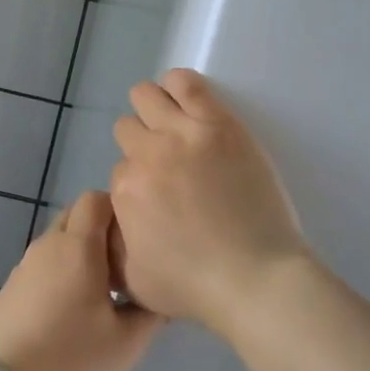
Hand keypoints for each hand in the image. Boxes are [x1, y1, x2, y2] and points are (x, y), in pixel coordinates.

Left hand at [0, 191, 163, 370]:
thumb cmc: (73, 359)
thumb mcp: (127, 343)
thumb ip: (151, 311)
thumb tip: (161, 292)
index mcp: (77, 246)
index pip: (96, 199)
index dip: (119, 210)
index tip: (136, 240)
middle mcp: (47, 245)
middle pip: (75, 216)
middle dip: (100, 230)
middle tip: (123, 266)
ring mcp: (24, 267)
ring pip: (57, 242)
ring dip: (79, 254)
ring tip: (100, 293)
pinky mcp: (10, 289)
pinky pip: (42, 266)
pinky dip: (59, 274)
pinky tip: (69, 313)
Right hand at [110, 69, 309, 331]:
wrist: (257, 278)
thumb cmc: (196, 287)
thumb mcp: (134, 280)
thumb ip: (113, 244)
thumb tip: (112, 219)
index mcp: (125, 191)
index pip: (120, 168)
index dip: (138, 181)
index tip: (158, 193)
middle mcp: (147, 156)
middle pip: (127, 128)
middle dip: (141, 143)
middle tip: (166, 162)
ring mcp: (183, 135)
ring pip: (146, 96)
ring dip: (152, 108)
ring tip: (172, 123)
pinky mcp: (218, 123)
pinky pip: (186, 83)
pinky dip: (178, 84)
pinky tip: (184, 98)